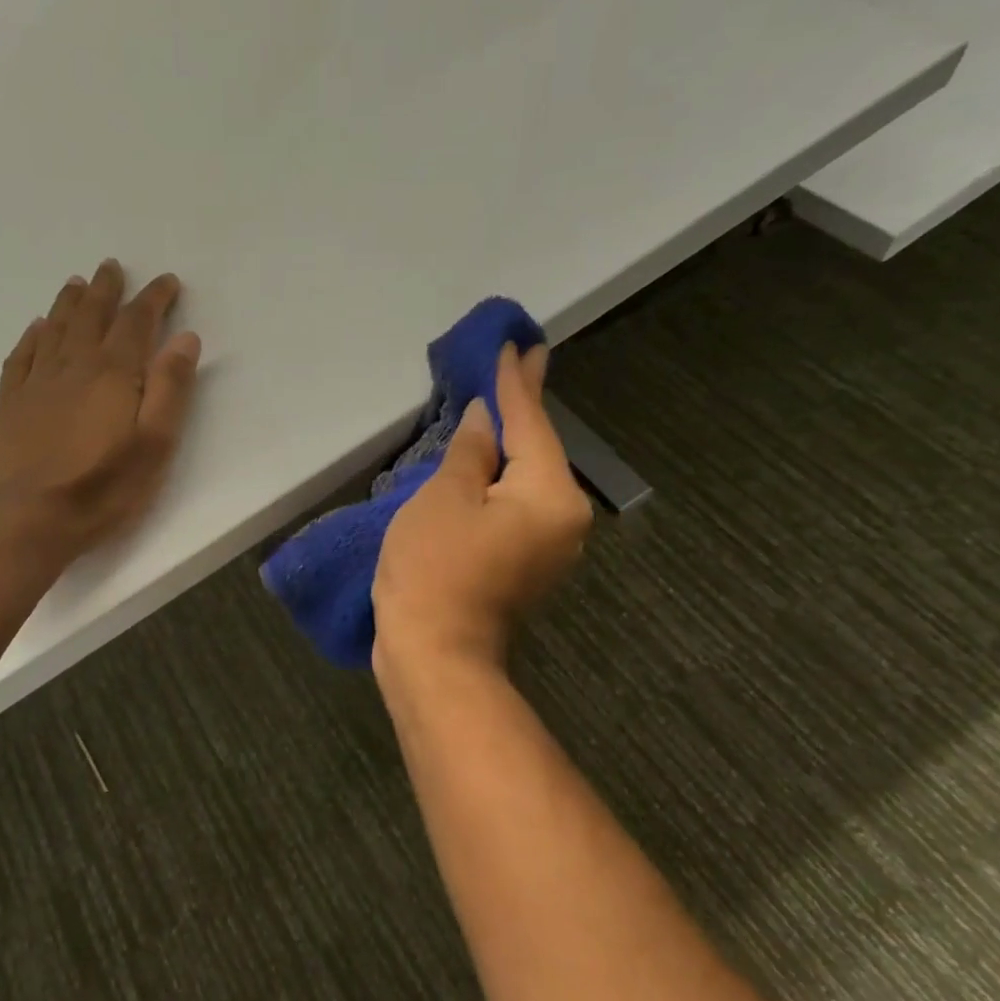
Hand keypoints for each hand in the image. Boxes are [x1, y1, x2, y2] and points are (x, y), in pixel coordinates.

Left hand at [0, 260, 201, 559]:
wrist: (30, 519)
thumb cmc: (103, 487)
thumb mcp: (154, 444)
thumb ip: (170, 389)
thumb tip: (185, 339)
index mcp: (113, 374)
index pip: (137, 322)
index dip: (153, 298)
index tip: (166, 281)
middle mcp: (73, 367)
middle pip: (91, 316)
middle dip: (106, 289)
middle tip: (112, 267)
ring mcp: (37, 384)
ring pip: (55, 329)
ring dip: (68, 303)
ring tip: (76, 283)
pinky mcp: (10, 405)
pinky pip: (21, 357)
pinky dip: (31, 337)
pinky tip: (36, 328)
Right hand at [372, 343, 592, 670]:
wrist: (436, 657)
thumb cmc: (435, 569)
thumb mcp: (445, 497)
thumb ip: (472, 451)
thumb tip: (488, 420)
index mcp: (550, 495)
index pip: (531, 423)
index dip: (515, 382)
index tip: (517, 343)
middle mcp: (564, 519)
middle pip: (539, 450)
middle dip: (523, 408)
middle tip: (518, 361)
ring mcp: (548, 547)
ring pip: (528, 479)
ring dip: (512, 443)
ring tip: (501, 402)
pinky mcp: (525, 565)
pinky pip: (517, 505)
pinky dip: (501, 478)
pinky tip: (489, 460)